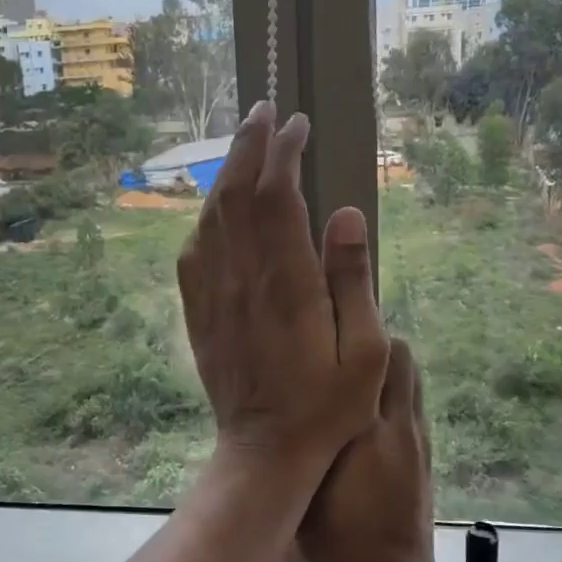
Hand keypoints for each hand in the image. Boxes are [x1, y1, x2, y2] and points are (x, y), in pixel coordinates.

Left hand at [178, 101, 389, 474]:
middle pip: (236, 193)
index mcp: (286, 282)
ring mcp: (213, 294)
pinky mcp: (198, 311)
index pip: (276, 196)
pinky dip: (208, 214)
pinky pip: (196, 248)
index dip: (284, 153)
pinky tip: (218, 206)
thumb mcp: (365, 350)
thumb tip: (346, 213)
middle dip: (249, 145)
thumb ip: (354, 278)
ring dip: (226, 173)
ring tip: (244, 144)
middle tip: (264, 111)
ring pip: (212, 215)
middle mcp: (242, 278)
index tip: (298, 125)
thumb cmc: (326, 407)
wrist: (264, 450)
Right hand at [297, 339, 437, 561]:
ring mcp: (416, 436)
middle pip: (400, 355)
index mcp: (368, 425)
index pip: (379, 354)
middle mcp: (399, 421)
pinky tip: (364, 405)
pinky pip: (411, 401)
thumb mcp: (305, 484)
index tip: (327, 315)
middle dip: (372, 339)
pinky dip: (392, 389)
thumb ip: (304, 436)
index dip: (355, 328)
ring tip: (349, 370)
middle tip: (334, 343)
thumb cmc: (336, 535)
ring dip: (384, 364)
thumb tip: (295, 393)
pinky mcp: (424, 452)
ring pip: (409, 376)